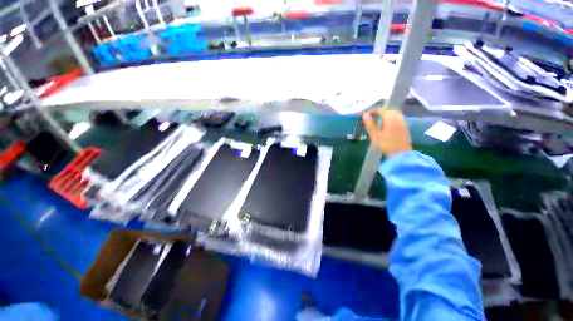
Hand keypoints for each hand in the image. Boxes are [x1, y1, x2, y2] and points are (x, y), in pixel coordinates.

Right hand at [362, 110, 411, 156]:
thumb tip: (365, 114)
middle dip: (380, 112)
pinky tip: (388, 124)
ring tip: (379, 119)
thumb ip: (370, 125)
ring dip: (387, 114)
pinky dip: (392, 118)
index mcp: (390, 119)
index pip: (381, 111)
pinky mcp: (405, 127)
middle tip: (372, 116)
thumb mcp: (375, 136)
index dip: (373, 111)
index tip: (366, 114)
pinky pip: (398, 118)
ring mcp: (403, 122)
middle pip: (389, 111)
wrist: (401, 154)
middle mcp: (398, 118)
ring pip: (395, 114)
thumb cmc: (386, 146)